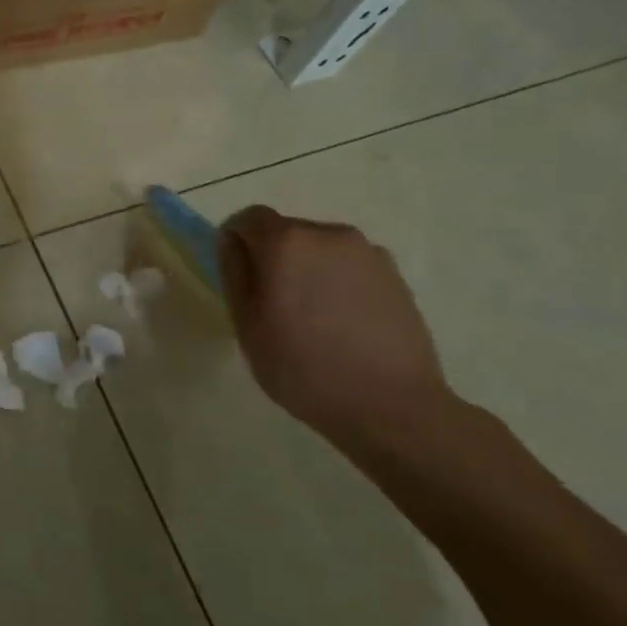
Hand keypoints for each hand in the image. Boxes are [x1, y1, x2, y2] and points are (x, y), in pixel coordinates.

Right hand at [218, 205, 453, 454]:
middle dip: (274, 257)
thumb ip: (234, 272)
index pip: (248, 218)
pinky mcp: (395, 275)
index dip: (236, 243)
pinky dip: (339, 282)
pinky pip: (350, 266)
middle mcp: (327, 234)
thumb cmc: (303, 367)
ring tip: (314, 318)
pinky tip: (344, 323)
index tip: (239, 279)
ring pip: (320, 249)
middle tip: (274, 305)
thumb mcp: (246, 324)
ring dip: (308, 270)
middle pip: (286, 231)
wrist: (393, 407)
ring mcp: (367, 252)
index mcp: (285, 241)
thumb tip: (232, 242)